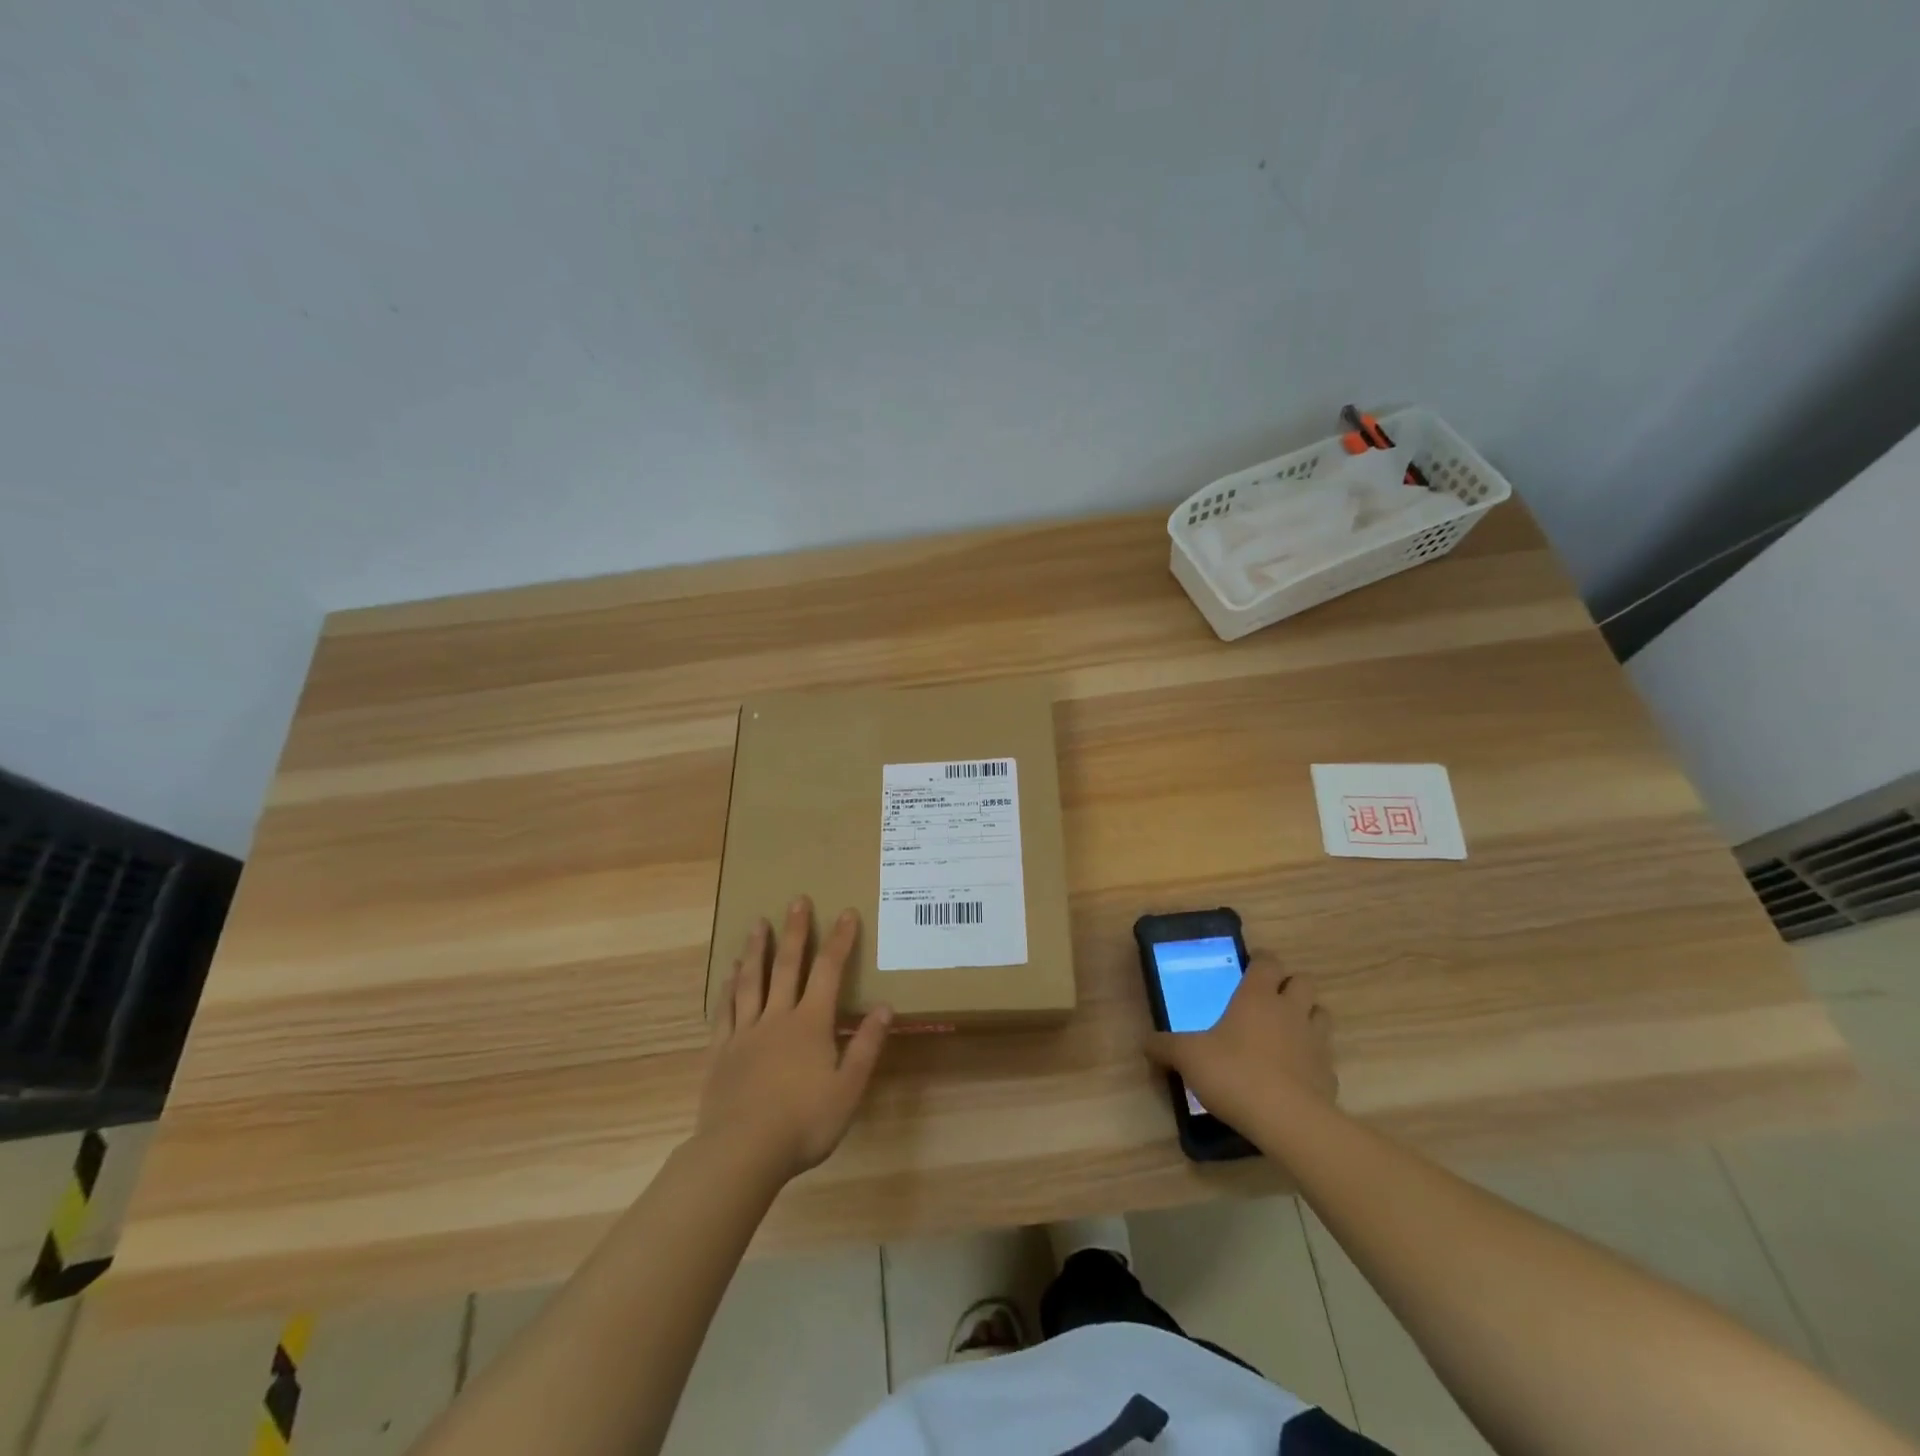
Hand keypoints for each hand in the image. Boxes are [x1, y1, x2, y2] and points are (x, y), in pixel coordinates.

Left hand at [697, 897, 892, 1182]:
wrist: (742, 1151)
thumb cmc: (803, 1122)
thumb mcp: (848, 1089)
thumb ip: (866, 1046)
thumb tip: (885, 1007)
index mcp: (810, 1024)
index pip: (829, 972)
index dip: (840, 941)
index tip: (846, 913)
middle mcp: (777, 1018)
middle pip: (787, 966)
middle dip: (796, 931)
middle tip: (797, 900)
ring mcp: (745, 1033)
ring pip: (751, 981)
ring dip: (757, 950)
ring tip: (758, 923)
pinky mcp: (721, 1052)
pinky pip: (725, 1011)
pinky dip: (728, 988)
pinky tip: (728, 974)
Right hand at [1143, 954, 1336, 1129]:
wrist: (1287, 1121)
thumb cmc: (1234, 1073)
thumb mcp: (1187, 1057)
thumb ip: (1165, 1047)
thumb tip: (1145, 1043)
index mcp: (1257, 996)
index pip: (1268, 962)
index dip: (1261, 961)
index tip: (1250, 968)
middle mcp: (1290, 1010)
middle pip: (1303, 981)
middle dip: (1290, 986)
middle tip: (1269, 1000)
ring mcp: (1316, 1041)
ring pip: (1320, 1014)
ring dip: (1307, 1017)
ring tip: (1287, 1032)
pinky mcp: (1329, 1074)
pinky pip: (1324, 1057)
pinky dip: (1313, 1059)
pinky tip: (1295, 1074)